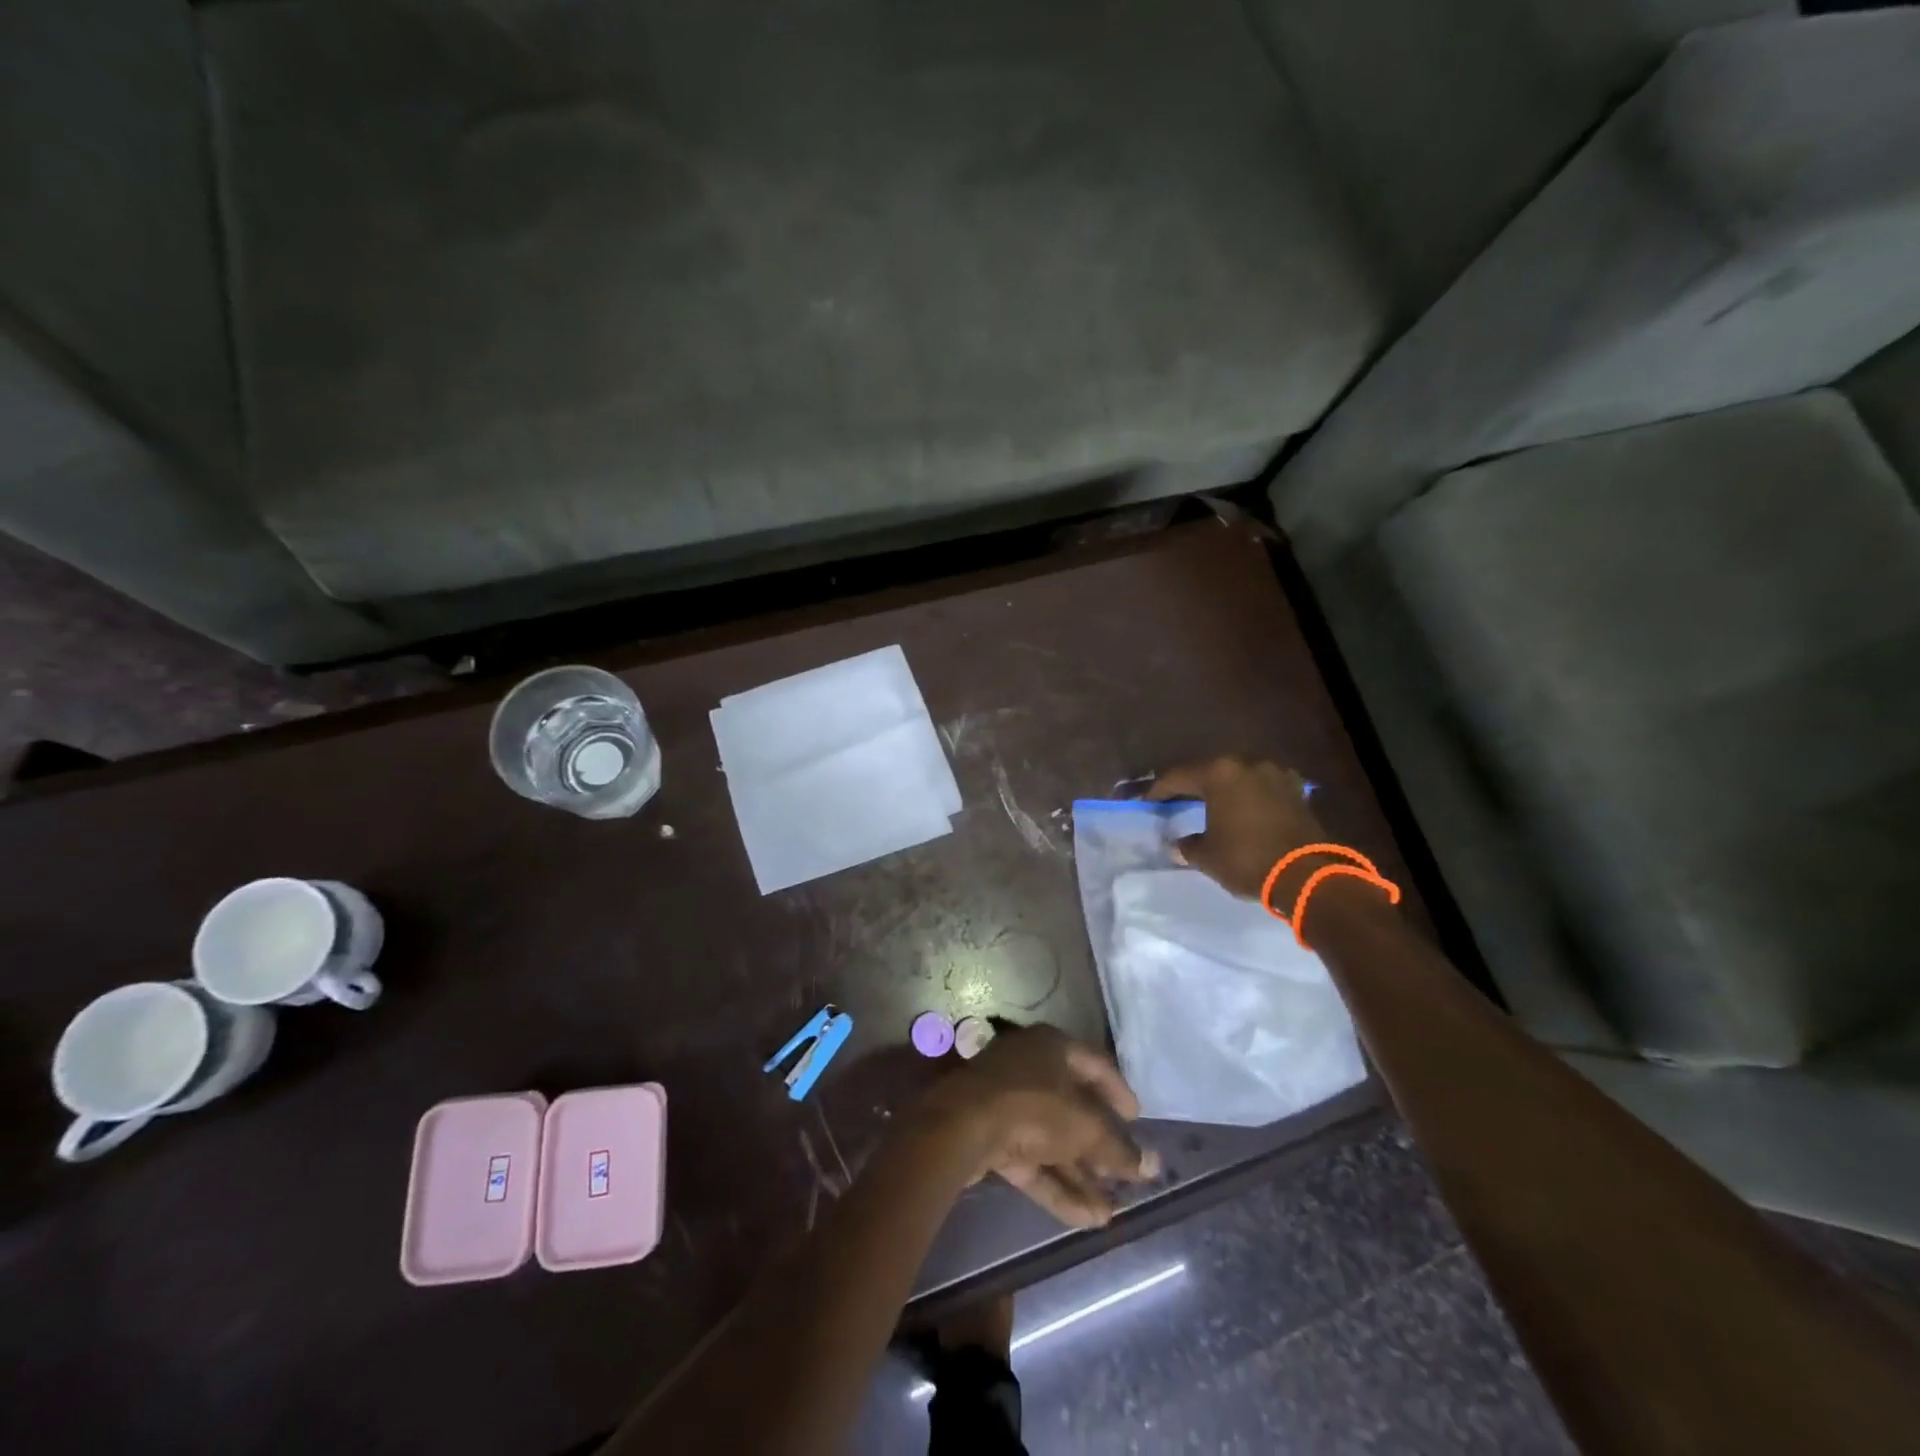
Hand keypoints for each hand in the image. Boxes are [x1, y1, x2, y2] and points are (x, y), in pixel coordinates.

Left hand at [914, 1025, 1158, 1227]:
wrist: (962, 1126)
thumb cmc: (1034, 1108)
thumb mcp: (1085, 1127)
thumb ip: (1119, 1148)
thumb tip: (1152, 1165)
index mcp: (1052, 1047)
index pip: (1096, 1065)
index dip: (1119, 1092)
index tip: (1138, 1121)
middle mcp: (1030, 1067)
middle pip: (1073, 1106)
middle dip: (1100, 1145)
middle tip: (1126, 1175)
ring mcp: (1007, 1102)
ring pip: (1052, 1139)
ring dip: (1081, 1174)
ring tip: (1112, 1212)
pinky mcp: (991, 1136)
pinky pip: (1032, 1160)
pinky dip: (1057, 1186)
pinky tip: (1087, 1219)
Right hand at [1146, 756, 1329, 902]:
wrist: (1307, 875)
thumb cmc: (1247, 859)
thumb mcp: (1207, 856)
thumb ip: (1187, 845)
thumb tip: (1177, 845)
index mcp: (1219, 773)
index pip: (1178, 776)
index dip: (1158, 790)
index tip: (1146, 802)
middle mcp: (1247, 764)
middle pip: (1209, 770)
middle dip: (1191, 785)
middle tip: (1175, 800)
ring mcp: (1275, 774)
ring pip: (1238, 776)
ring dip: (1223, 788)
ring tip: (1210, 805)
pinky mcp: (1296, 790)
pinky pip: (1261, 787)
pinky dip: (1248, 796)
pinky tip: (1242, 809)